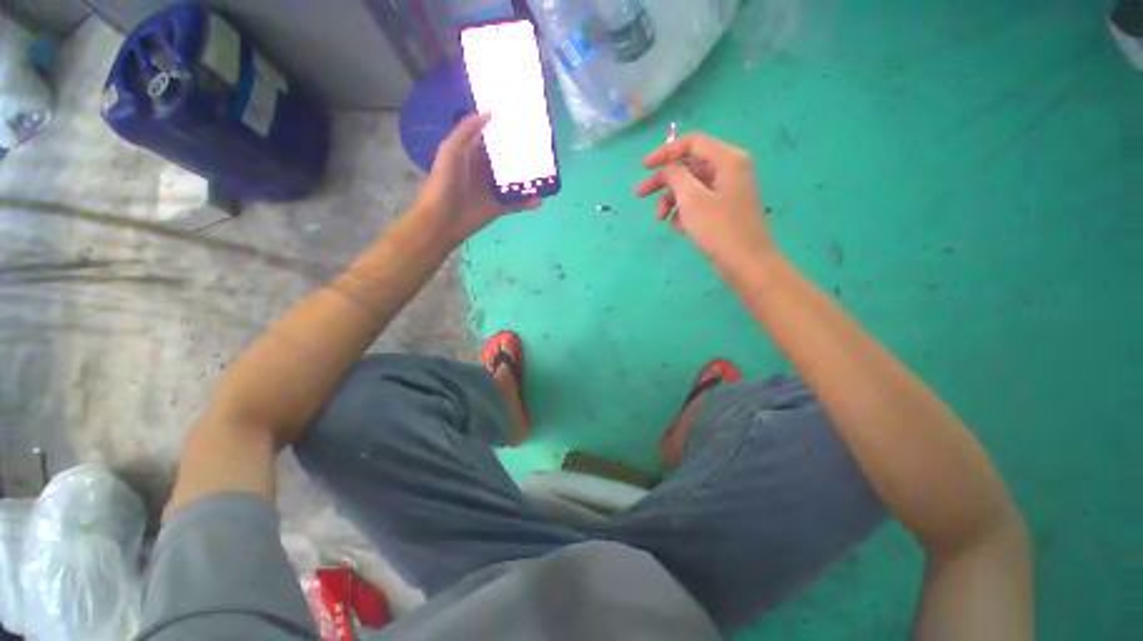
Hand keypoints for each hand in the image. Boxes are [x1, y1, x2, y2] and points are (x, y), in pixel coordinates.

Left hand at [411, 114, 540, 247]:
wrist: (443, 220)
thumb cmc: (444, 183)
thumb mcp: (451, 151)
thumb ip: (467, 131)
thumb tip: (491, 114)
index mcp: (472, 154)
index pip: (491, 138)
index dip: (504, 129)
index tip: (523, 120)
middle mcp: (485, 170)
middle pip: (506, 159)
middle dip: (522, 153)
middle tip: (543, 146)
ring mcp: (494, 190)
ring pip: (515, 181)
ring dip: (529, 178)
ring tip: (547, 172)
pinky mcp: (499, 207)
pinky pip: (517, 203)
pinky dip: (529, 202)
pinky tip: (541, 200)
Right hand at [635, 134, 775, 273]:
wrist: (745, 264)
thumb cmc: (719, 229)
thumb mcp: (692, 199)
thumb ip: (676, 176)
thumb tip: (669, 168)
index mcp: (727, 160)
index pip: (692, 143)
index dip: (665, 152)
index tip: (644, 167)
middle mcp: (728, 170)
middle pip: (688, 167)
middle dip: (663, 182)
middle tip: (639, 194)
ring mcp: (726, 191)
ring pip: (690, 188)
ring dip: (672, 202)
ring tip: (661, 220)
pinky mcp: (722, 210)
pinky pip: (697, 203)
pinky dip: (684, 213)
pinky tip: (679, 228)